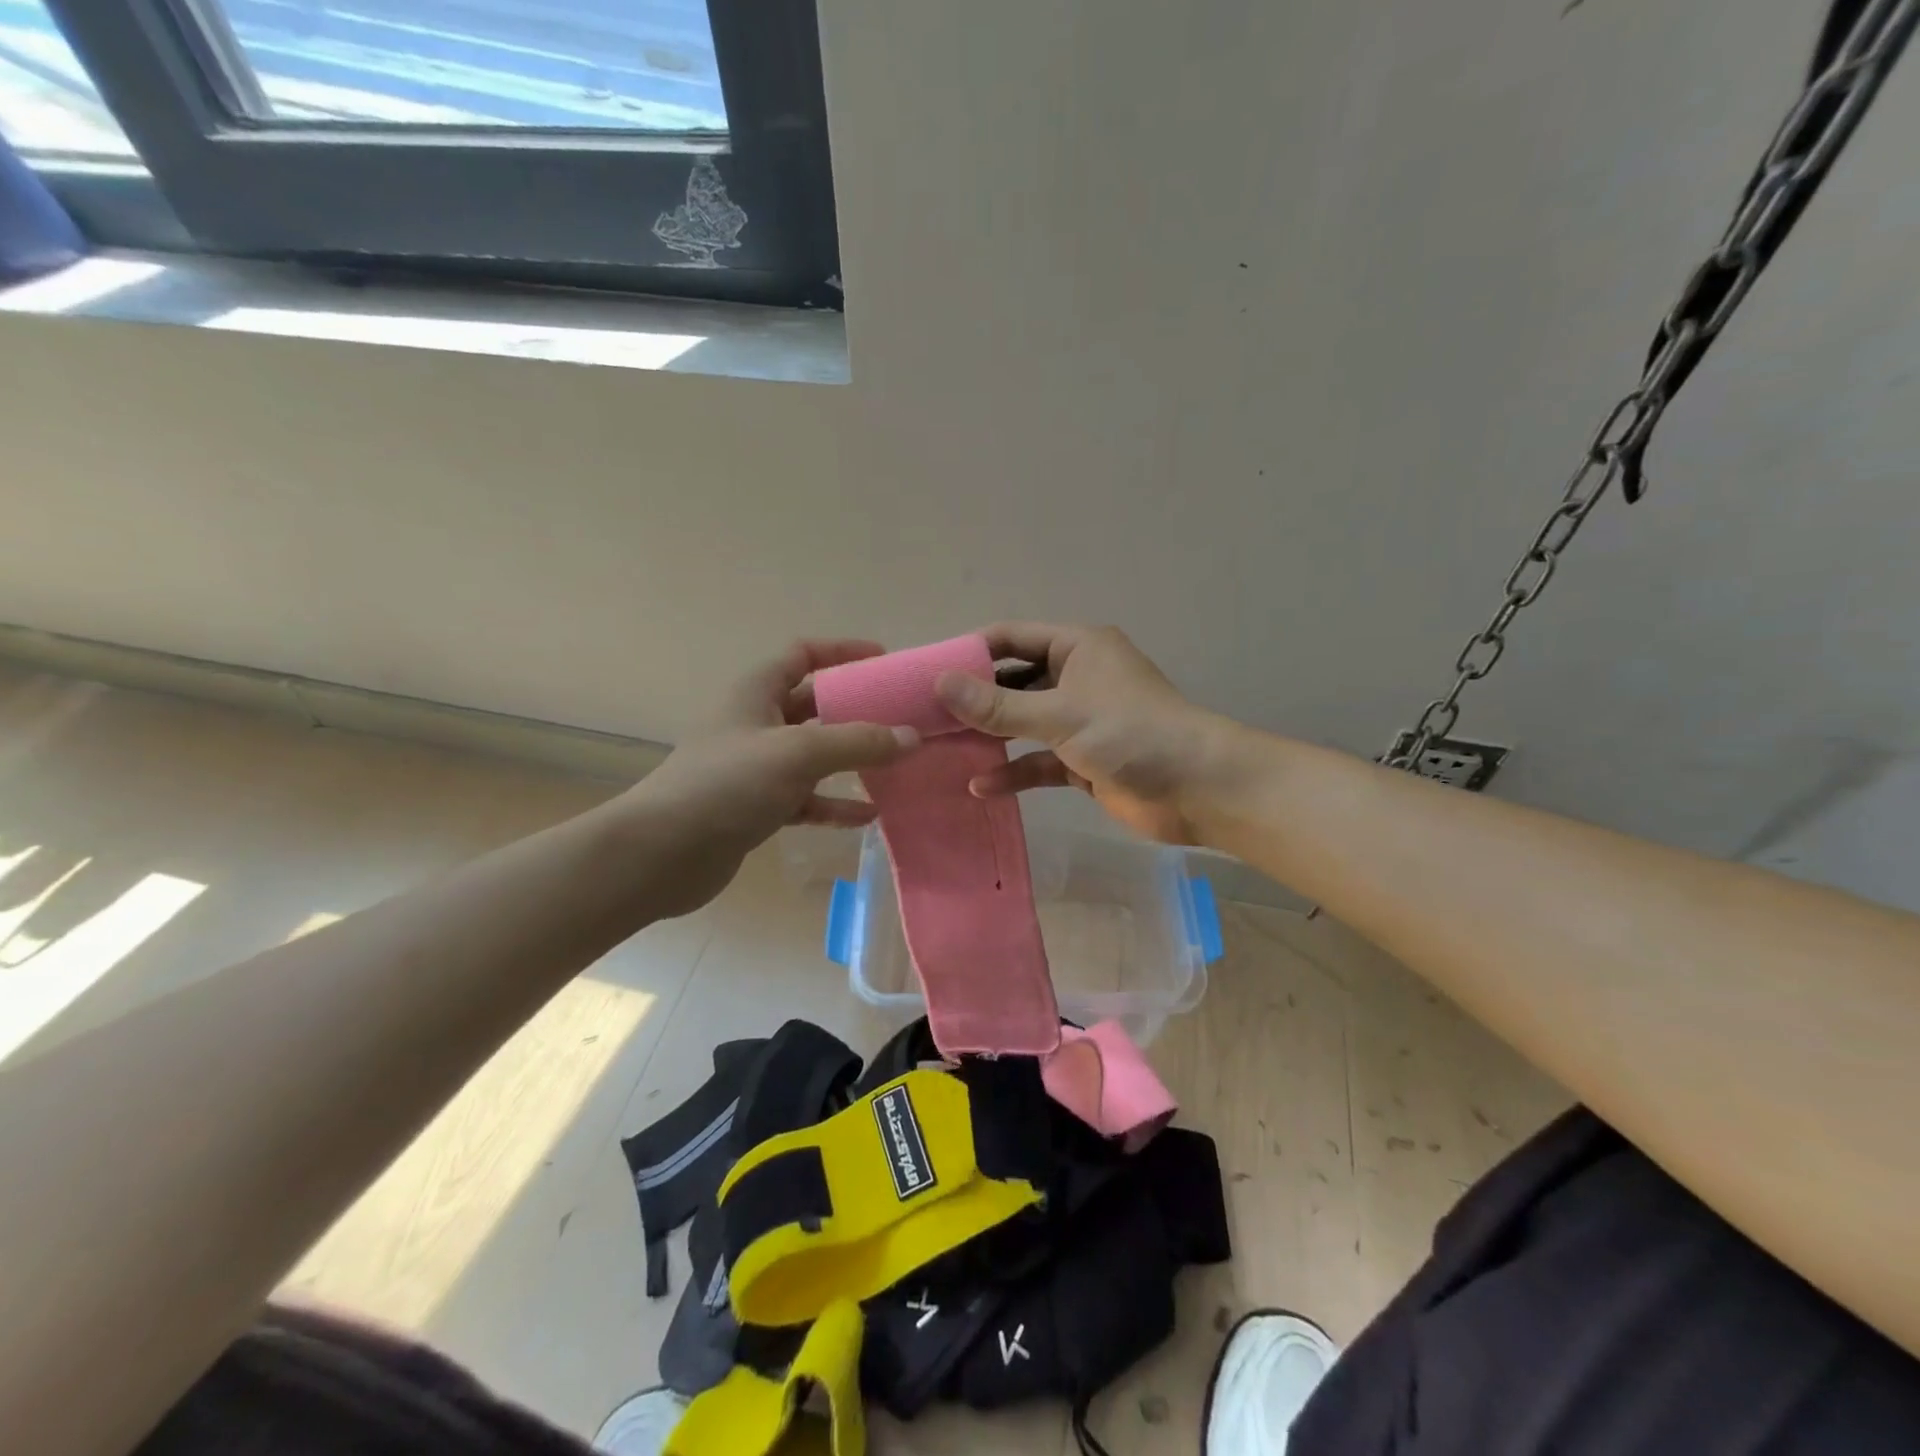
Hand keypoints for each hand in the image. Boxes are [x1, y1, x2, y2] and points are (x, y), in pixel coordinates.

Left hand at [620, 640, 918, 916]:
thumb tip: (911, 736)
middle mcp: (756, 724)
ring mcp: (756, 768)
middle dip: (857, 710)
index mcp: (756, 693)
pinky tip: (869, 815)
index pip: (802, 655)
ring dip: (851, 759)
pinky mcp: (757, 807)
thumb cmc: (727, 785)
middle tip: (902, 718)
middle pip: (814, 706)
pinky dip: (835, 804)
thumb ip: (857, 742)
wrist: (661, 854)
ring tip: (895, 765)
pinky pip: (806, 798)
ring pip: (814, 755)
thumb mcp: (797, 754)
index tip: (884, 661)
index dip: (842, 652)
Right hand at [934, 623, 1226, 844]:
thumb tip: (940, 683)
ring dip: (991, 736)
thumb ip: (998, 704)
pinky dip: (1014, 771)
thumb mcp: (1059, 715)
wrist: (1198, 790)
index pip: (1011, 638)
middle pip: (1013, 681)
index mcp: (1077, 648)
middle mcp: (1076, 677)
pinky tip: (981, 787)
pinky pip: (1038, 761)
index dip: (971, 652)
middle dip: (974, 700)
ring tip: (943, 750)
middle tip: (926, 717)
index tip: (927, 673)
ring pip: (1023, 723)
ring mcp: (1080, 721)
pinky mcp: (1082, 760)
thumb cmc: (1131, 734)